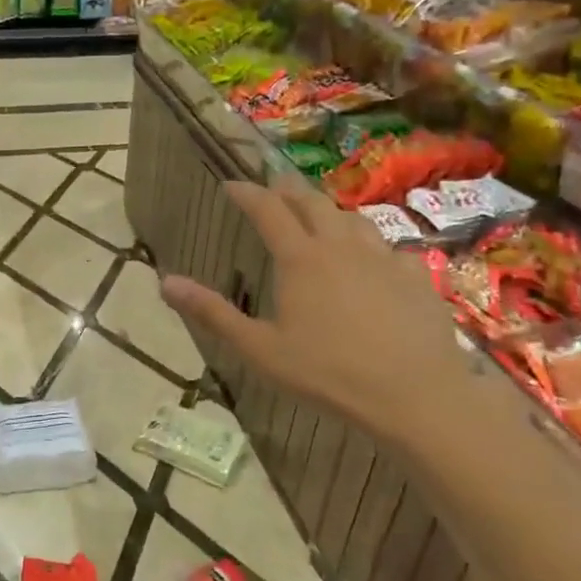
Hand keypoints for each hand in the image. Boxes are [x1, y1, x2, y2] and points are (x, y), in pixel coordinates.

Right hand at [158, 174, 468, 445]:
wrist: (415, 395)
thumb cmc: (328, 373)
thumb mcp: (259, 349)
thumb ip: (212, 313)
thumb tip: (165, 282)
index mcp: (300, 259)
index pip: (267, 210)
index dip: (247, 193)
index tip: (230, 185)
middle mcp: (341, 246)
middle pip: (312, 204)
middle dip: (288, 191)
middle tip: (273, 187)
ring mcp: (383, 259)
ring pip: (353, 220)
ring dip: (329, 211)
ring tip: (320, 216)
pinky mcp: (415, 278)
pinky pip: (389, 248)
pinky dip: (371, 244)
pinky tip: (374, 260)